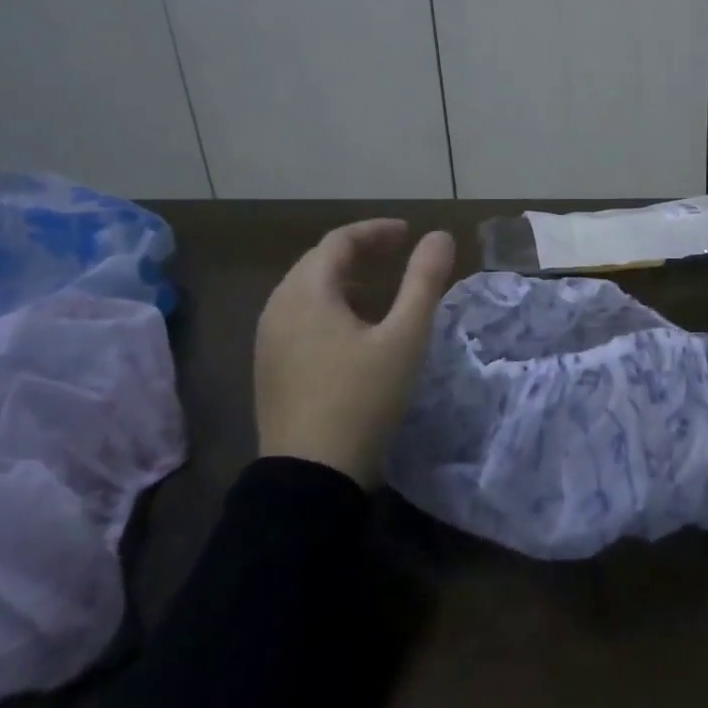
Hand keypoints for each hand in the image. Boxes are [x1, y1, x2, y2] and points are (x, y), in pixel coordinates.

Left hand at [254, 219, 456, 486]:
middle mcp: (278, 306)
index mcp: (306, 292)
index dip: (376, 231)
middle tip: (396, 254)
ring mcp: (268, 339)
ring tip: (379, 289)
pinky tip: (352, 330)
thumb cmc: (362, 399)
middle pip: (319, 262)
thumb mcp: (404, 338)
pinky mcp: (269, 367)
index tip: (408, 234)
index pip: (339, 241)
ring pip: (307, 291)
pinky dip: (329, 306)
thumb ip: (424, 281)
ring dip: (344, 279)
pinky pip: (299, 317)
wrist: (310, 476)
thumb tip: (439, 237)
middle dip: (360, 251)